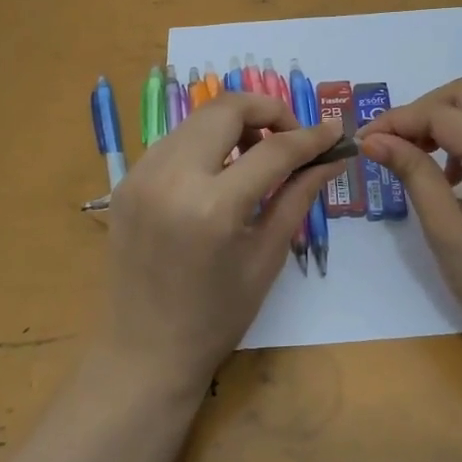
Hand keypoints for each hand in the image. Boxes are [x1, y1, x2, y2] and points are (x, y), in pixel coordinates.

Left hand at [100, 91, 342, 391]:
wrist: (143, 353)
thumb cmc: (216, 317)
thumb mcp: (266, 256)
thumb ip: (299, 196)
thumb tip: (332, 157)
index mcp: (212, 207)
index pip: (273, 149)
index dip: (310, 136)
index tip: (334, 131)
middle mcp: (171, 177)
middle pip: (227, 108)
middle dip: (268, 112)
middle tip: (291, 139)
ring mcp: (141, 174)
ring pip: (199, 118)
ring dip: (235, 124)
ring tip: (257, 156)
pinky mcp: (126, 179)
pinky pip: (175, 140)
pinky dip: (206, 143)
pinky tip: (220, 173)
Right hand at [358, 77, 461, 353]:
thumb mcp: (444, 229)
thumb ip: (412, 172)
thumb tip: (373, 138)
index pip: (442, 113)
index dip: (398, 120)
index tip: (365, 139)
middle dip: (425, 109)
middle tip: (395, 143)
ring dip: (450, 116)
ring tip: (422, 156)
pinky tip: (454, 173)